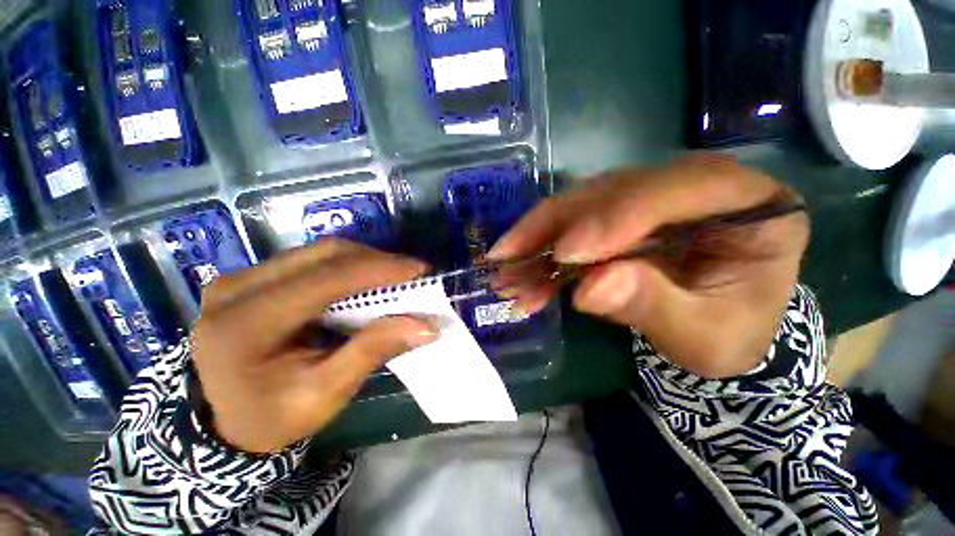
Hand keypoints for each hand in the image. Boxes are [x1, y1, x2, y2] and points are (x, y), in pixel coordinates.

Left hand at [191, 240, 437, 453]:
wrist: (226, 421)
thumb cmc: (274, 417)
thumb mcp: (326, 395)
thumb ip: (372, 352)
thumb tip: (426, 326)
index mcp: (244, 326)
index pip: (323, 281)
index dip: (377, 270)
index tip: (419, 270)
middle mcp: (235, 290)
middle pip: (322, 255)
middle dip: (376, 260)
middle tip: (412, 273)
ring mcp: (241, 278)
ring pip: (318, 252)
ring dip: (364, 260)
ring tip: (396, 275)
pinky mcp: (253, 278)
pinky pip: (311, 259)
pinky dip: (348, 265)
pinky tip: (368, 278)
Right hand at [489, 155, 809, 378]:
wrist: (718, 330)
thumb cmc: (728, 334)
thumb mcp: (703, 336)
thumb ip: (653, 306)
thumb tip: (591, 288)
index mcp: (753, 205)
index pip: (679, 188)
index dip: (615, 217)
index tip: (565, 255)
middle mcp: (695, 186)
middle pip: (613, 190)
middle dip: (554, 226)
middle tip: (508, 257)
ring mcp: (650, 198)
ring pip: (580, 205)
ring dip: (537, 239)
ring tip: (504, 269)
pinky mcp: (620, 216)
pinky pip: (572, 226)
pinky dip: (542, 251)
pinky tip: (521, 275)